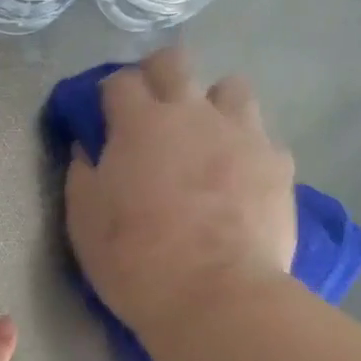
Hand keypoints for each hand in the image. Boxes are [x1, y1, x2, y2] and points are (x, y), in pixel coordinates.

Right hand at [65, 47, 297, 338]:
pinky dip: (246, 149)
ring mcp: (242, 134)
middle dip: (158, 75)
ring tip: (205, 139)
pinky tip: (239, 179)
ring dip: (212, 104)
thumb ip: (83, 174)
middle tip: (151, 111)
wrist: (216, 297)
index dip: (108, 94)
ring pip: (231, 88)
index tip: (104, 116)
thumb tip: (87, 148)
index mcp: (140, 125)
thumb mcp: (85, 222)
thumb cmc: (136, 260)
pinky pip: (262, 137)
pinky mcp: (278, 163)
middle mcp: (192, 114)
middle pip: (174, 62)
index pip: (119, 81)